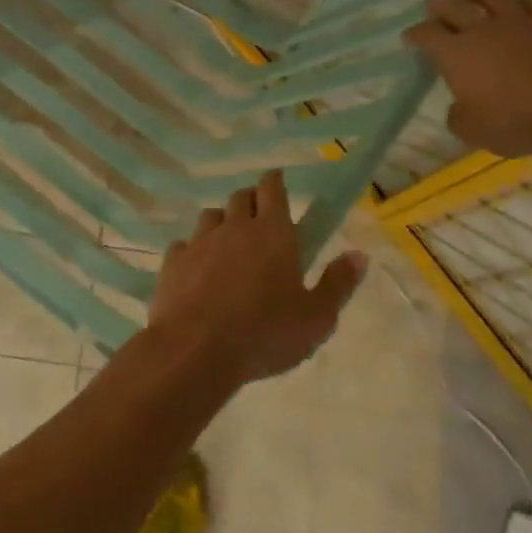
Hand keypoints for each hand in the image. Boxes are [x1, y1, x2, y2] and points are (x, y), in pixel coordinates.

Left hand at [147, 170, 368, 385]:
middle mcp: (234, 228)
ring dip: (221, 223)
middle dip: (251, 201)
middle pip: (240, 197)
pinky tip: (196, 270)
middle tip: (259, 218)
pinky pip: (183, 245)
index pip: (273, 189)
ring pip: (210, 217)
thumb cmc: (264, 334)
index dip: (275, 181)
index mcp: (273, 233)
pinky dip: (192, 251)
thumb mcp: (316, 318)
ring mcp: (198, 243)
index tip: (277, 181)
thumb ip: (338, 284)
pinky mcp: (172, 263)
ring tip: (228, 245)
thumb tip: (359, 255)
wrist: (195, 351)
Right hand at [403, 0, 531, 156]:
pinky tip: (517, 2)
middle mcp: (482, 30)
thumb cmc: (513, 122)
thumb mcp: (470, 130)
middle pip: (454, 8)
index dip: (414, 34)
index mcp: (455, 53)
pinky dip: (518, 1)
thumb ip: (457, 114)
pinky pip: (531, 3)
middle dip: (439, 7)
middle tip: (432, 5)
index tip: (409, 38)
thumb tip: (459, 105)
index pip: (426, 35)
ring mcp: (519, 22)